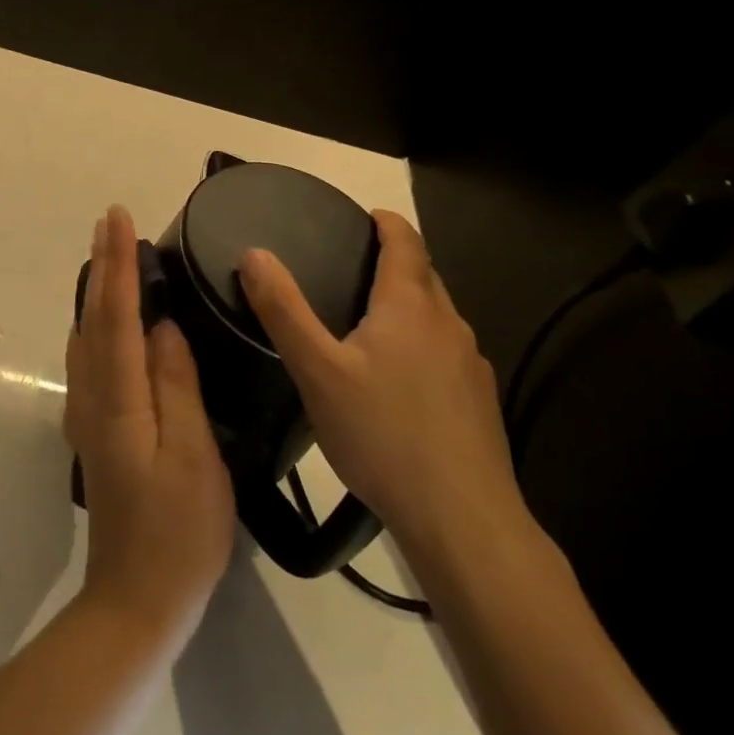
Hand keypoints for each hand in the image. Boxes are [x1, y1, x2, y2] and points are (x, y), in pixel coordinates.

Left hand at [65, 206, 234, 646]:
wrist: (136, 600)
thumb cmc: (178, 531)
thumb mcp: (193, 457)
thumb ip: (174, 385)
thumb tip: (161, 326)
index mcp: (118, 399)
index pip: (115, 315)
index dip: (117, 263)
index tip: (117, 217)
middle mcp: (92, 397)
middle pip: (92, 317)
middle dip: (101, 265)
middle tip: (111, 221)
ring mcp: (87, 415)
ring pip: (86, 335)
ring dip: (97, 290)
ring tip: (112, 255)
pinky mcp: (93, 430)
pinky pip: (90, 357)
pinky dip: (98, 322)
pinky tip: (110, 318)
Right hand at [238, 210, 523, 560]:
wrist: (462, 518)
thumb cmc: (383, 433)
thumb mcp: (317, 370)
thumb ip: (283, 309)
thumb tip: (254, 253)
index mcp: (410, 306)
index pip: (406, 242)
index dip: (387, 222)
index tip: (366, 215)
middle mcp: (448, 325)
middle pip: (425, 276)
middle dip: (396, 261)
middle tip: (352, 265)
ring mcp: (471, 365)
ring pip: (437, 317)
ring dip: (408, 305)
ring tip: (368, 320)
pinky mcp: (479, 402)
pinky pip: (446, 353)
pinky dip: (421, 345)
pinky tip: (398, 380)